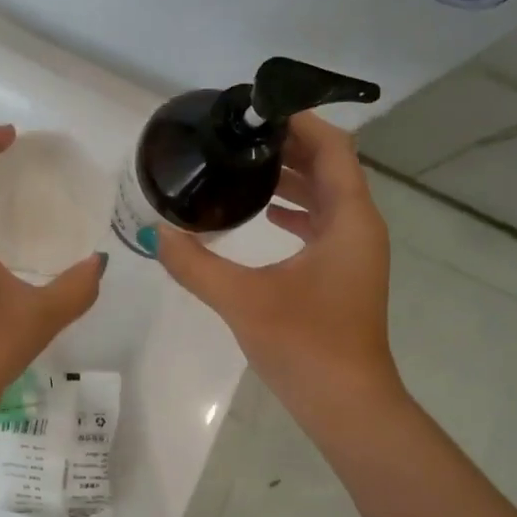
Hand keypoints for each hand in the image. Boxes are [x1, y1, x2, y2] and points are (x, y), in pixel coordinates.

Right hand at [154, 114, 403, 421]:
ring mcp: (355, 252)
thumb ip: (195, 264)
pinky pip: (324, 224)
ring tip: (245, 166)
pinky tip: (265, 214)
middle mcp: (360, 227)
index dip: (299, 122)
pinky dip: (297, 211)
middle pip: (331, 167)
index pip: (332, 148)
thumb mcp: (242, 299)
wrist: (346, 404)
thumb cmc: (304, 345)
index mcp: (349, 220)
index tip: (256, 111)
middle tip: (240, 136)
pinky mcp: (345, 274)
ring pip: (329, 196)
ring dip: (293, 177)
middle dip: (289, 147)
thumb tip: (156, 232)